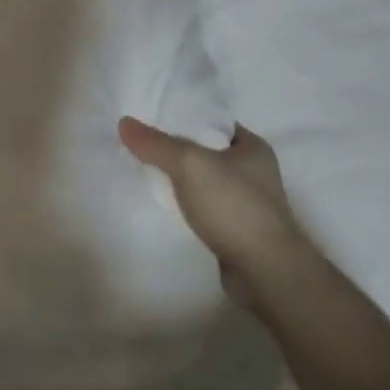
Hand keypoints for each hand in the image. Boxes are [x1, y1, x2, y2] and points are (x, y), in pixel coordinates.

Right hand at [119, 118, 309, 314]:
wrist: (265, 272)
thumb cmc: (234, 206)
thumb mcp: (190, 164)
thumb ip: (157, 143)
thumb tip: (124, 122)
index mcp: (253, 146)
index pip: (213, 121)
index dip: (183, 116)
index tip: (152, 116)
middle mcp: (254, 172)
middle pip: (206, 151)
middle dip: (177, 149)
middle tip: (142, 143)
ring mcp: (247, 203)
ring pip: (204, 181)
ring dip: (180, 179)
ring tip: (145, 170)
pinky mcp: (237, 231)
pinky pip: (204, 207)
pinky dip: (186, 205)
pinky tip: (163, 204)